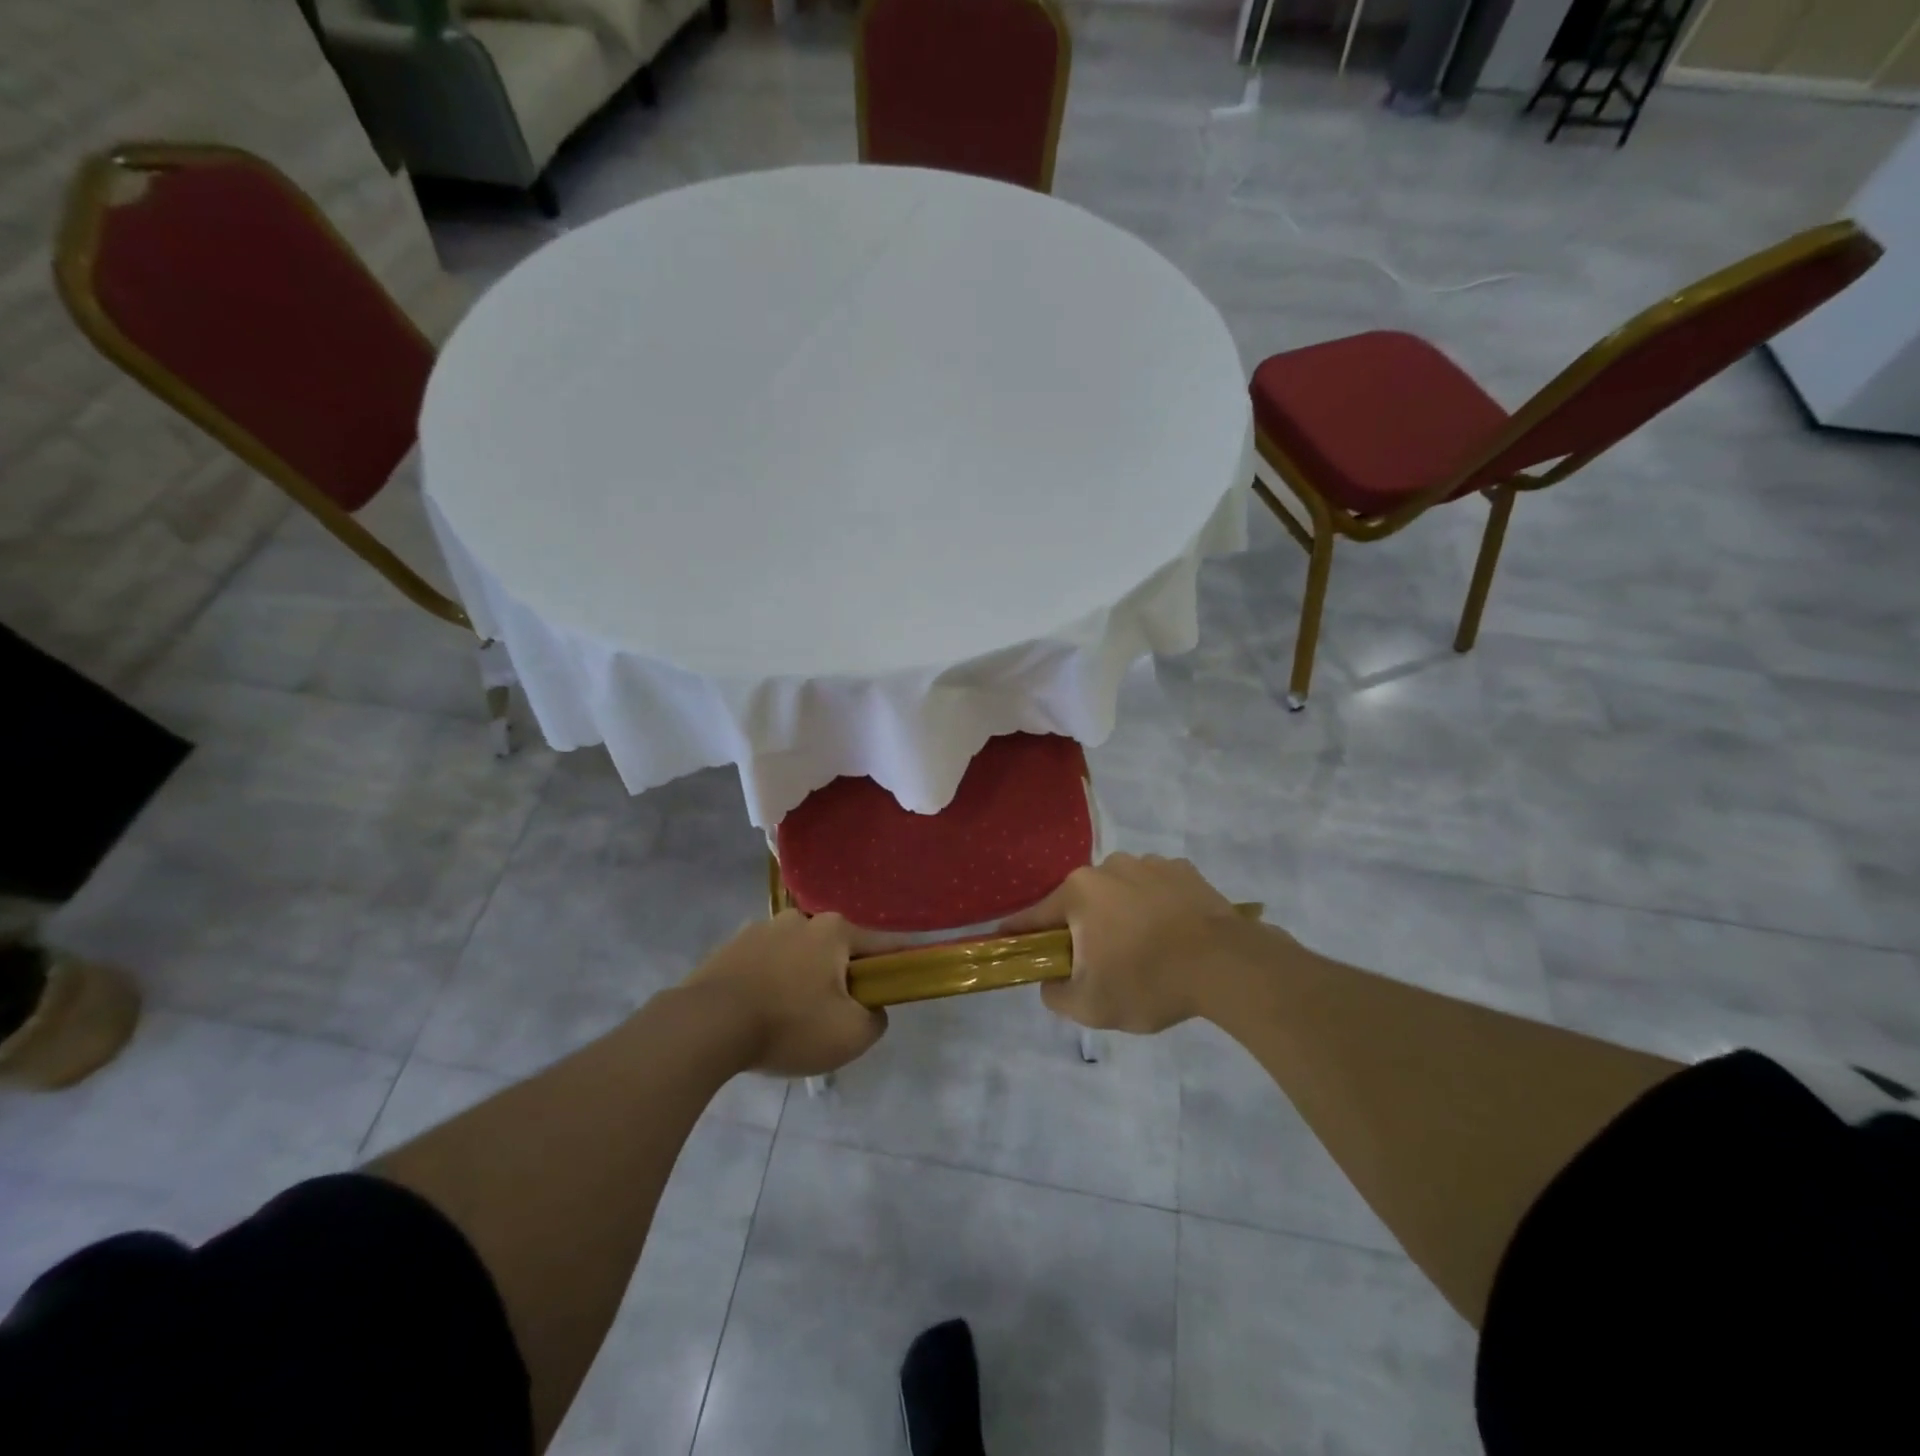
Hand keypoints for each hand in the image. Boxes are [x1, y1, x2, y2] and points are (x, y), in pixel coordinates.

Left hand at [682, 911, 889, 1076]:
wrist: (706, 1026)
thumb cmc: (789, 1024)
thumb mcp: (851, 1035)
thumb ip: (876, 1019)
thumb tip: (871, 1007)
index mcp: (834, 930)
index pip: (880, 945)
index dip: (892, 968)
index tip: (889, 992)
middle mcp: (801, 918)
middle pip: (835, 950)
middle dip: (838, 978)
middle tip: (830, 1017)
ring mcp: (761, 928)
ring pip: (797, 956)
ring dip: (800, 979)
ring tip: (787, 1020)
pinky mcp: (730, 947)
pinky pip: (764, 964)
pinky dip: (769, 983)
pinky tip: (758, 1015)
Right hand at [1001, 854, 1250, 1033]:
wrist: (1227, 965)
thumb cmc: (1149, 982)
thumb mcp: (1092, 1006)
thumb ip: (1056, 995)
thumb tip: (1050, 981)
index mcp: (1078, 893)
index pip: (1035, 915)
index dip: (1019, 932)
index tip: (1006, 941)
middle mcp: (1108, 867)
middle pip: (1080, 902)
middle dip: (1081, 929)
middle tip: (1096, 963)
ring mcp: (1148, 863)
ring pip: (1118, 892)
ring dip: (1119, 914)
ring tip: (1142, 949)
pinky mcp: (1183, 870)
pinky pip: (1154, 889)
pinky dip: (1154, 906)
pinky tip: (1170, 933)